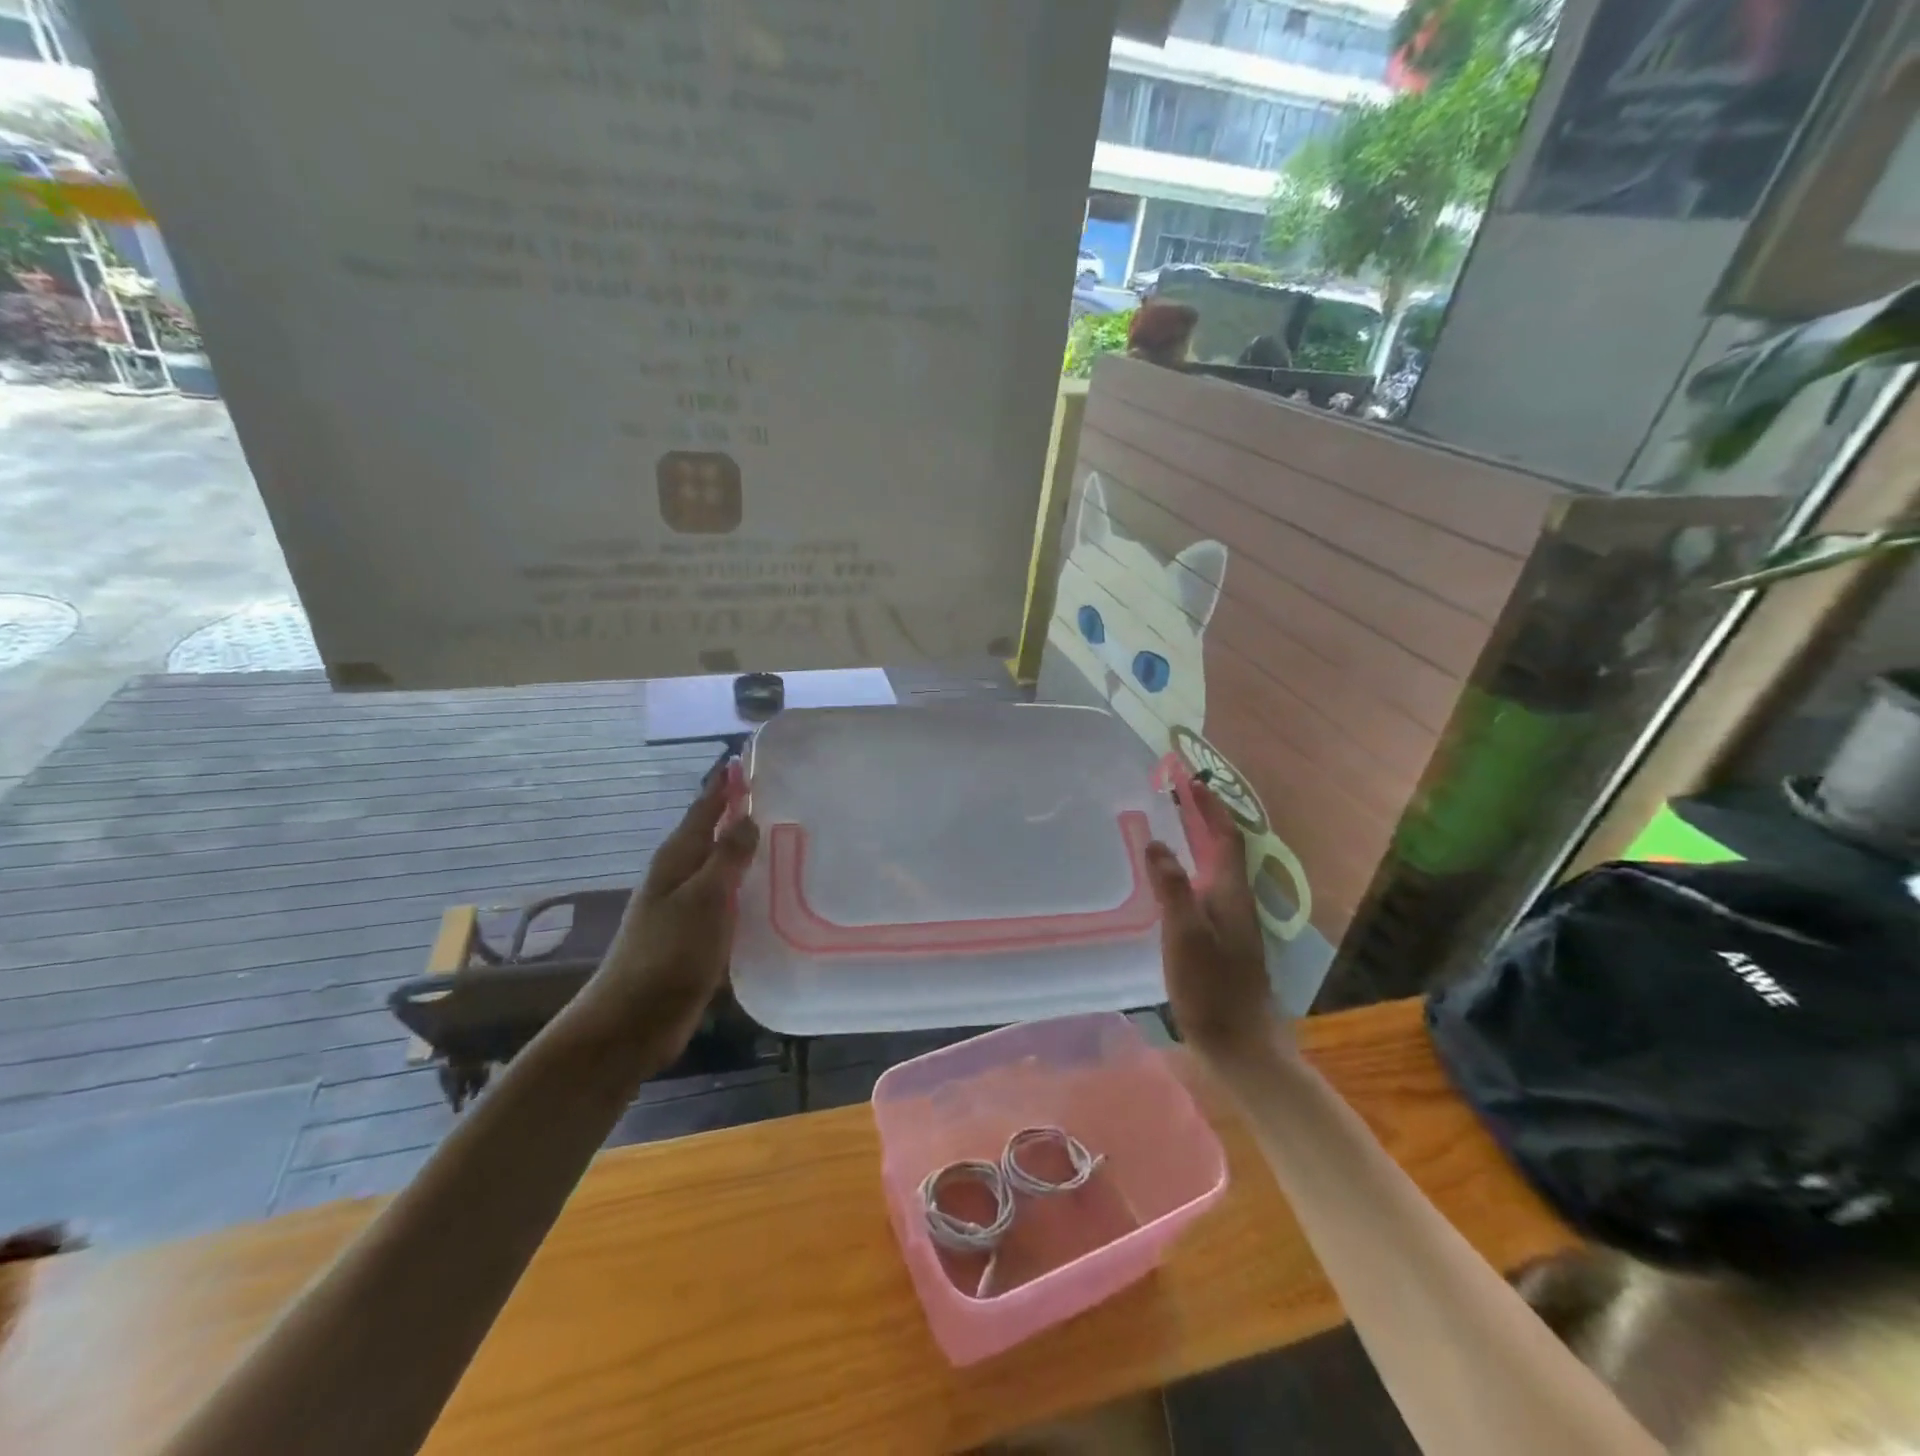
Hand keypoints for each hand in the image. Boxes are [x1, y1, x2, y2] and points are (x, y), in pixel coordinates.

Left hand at [576, 768, 759, 1053]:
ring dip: (748, 852)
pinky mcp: (700, 936)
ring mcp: (689, 907)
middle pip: (715, 835)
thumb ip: (727, 857)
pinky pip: (730, 900)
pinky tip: (774, 894)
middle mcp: (682, 876)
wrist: (634, 1021)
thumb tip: (747, 817)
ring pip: (724, 868)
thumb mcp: (703, 899)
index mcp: (677, 858)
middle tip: (784, 797)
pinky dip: (749, 889)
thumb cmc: (668, 954)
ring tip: (788, 838)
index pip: (705, 808)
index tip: (747, 758)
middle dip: (741, 814)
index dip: (725, 784)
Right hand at [1145, 781, 1285, 1068]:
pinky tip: (1170, 882)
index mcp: (1231, 893)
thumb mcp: (1185, 935)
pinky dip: (1190, 870)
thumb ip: (1172, 887)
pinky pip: (1205, 889)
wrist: (1240, 1044)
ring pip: (1214, 869)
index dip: (1209, 807)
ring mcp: (1231, 922)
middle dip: (1203, 818)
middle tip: (1175, 796)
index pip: (1225, 836)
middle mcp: (1235, 901)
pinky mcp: (1221, 940)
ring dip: (1197, 842)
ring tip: (1170, 827)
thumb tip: (1157, 843)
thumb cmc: (1212, 988)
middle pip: (1222, 849)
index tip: (1190, 780)